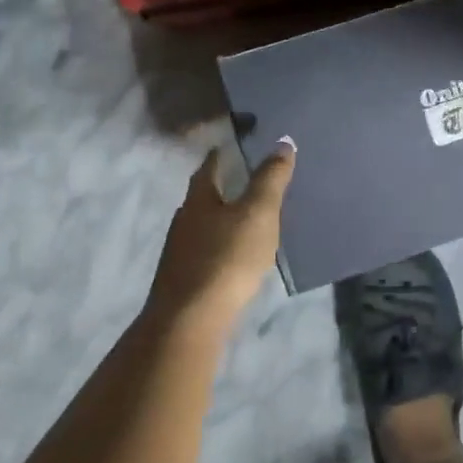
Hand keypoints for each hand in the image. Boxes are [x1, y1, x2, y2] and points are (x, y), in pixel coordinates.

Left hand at [146, 140, 296, 332]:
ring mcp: (179, 253)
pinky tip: (234, 256)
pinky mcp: (183, 281)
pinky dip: (220, 246)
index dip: (221, 155)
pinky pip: (205, 252)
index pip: (208, 168)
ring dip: (220, 219)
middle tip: (245, 180)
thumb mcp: (258, 212)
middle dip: (220, 187)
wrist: (189, 321)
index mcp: (198, 200)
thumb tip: (283, 141)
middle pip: (202, 197)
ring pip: (202, 226)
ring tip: (245, 219)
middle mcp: (183, 221)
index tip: (231, 146)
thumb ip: (271, 178)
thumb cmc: (226, 257)